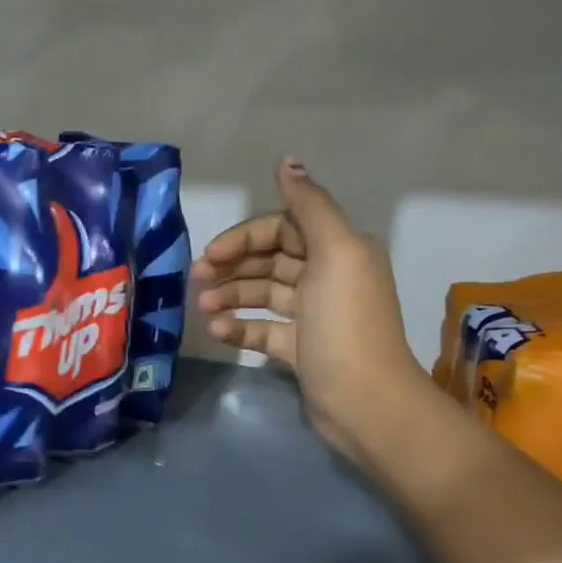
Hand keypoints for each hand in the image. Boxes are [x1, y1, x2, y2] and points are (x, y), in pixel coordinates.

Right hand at [193, 159, 421, 463]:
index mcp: (339, 250)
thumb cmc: (346, 322)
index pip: (282, 229)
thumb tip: (287, 161)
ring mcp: (313, 316)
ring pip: (263, 295)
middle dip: (232, 266)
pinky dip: (240, 328)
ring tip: (203, 309)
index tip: (212, 254)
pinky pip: (263, 330)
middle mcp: (327, 277)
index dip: (245, 237)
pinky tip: (218, 332)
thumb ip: (309, 205)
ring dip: (231, 297)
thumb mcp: (335, 253)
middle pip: (270, 260)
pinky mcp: (300, 350)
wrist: (365, 401)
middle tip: (196, 278)